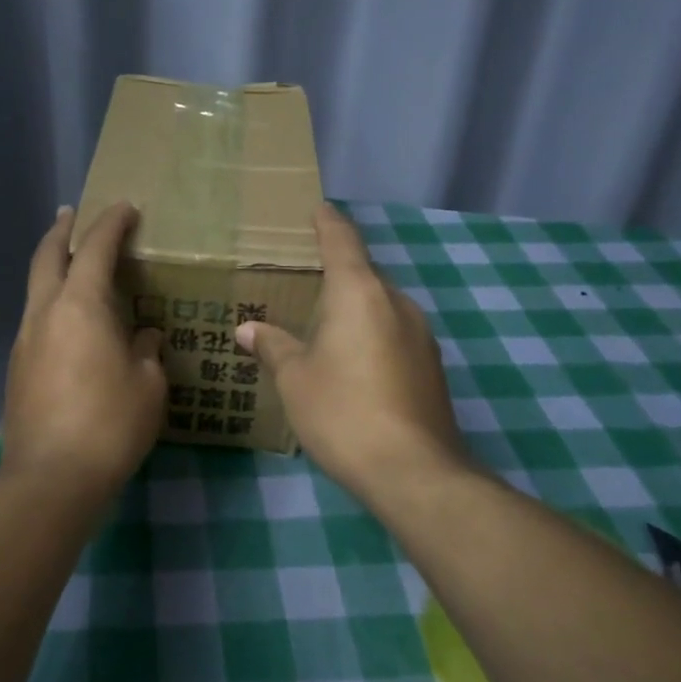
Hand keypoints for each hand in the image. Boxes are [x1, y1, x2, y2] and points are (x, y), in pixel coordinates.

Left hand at [1, 202, 166, 494]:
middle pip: (47, 255)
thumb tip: (143, 335)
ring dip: (52, 266)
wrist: (50, 478)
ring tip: (73, 264)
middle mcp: (45, 312)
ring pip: (35, 287)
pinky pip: (36, 318)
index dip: (111, 222)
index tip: (126, 207)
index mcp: (80, 305)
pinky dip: (51, 302)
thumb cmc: (109, 425)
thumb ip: (147, 350)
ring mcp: (25, 339)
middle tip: (73, 213)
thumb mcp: (148, 385)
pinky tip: (70, 321)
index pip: (96, 248)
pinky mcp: (17, 367)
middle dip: (62, 230)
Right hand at [236, 202, 466, 496]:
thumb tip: (248, 329)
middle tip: (303, 279)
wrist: (414, 472)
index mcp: (360, 293)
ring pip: (381, 306)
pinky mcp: (432, 366)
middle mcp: (397, 303)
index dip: (328, 223)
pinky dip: (371, 334)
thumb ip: (273, 346)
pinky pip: (394, 333)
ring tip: (322, 324)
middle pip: (364, 274)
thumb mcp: (295, 379)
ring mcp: (421, 335)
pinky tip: (352, 361)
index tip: (317, 209)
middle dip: (336, 272)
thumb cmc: (343, 412)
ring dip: (354, 307)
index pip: (342, 241)